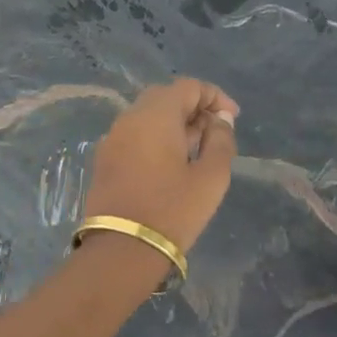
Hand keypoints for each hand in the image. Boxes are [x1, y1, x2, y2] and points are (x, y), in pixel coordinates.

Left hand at [84, 78, 238, 253]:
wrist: (122, 249)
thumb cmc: (173, 210)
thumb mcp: (211, 177)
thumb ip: (221, 141)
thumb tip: (219, 121)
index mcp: (155, 115)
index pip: (188, 86)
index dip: (214, 96)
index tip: (232, 119)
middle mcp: (129, 118)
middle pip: (165, 97)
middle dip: (193, 108)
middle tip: (214, 132)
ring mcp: (112, 138)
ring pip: (146, 115)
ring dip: (173, 123)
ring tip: (196, 150)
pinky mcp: (104, 159)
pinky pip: (134, 134)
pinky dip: (155, 137)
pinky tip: (170, 163)